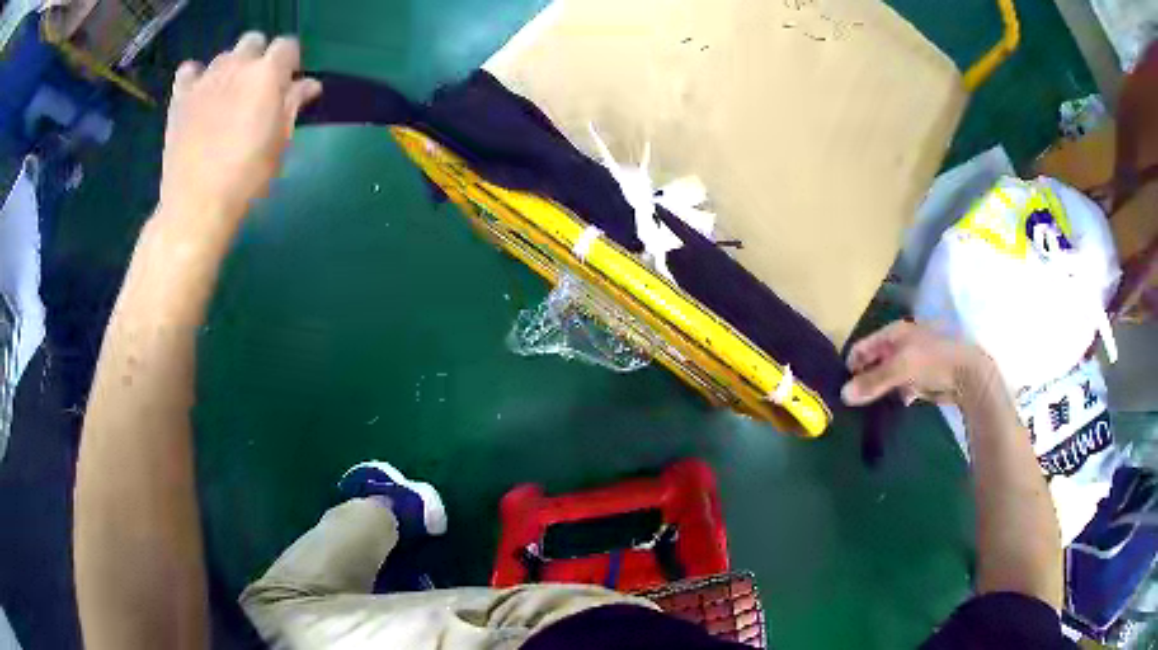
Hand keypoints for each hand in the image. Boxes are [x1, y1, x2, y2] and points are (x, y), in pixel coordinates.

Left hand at [158, 33, 321, 229]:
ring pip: (223, 57)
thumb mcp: (280, 143)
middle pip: (253, 41)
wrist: (197, 205)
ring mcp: (205, 79)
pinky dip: (195, 77)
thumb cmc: (247, 178)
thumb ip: (293, 105)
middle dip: (258, 57)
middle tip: (256, 89)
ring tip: (226, 98)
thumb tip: (309, 84)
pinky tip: (198, 95)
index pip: (287, 45)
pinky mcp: (180, 97)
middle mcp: (236, 66)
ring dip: (229, 69)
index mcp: (267, 74)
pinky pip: (189, 70)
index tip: (287, 84)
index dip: (289, 62)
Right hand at [841, 321, 997, 407]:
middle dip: (862, 380)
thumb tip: (843, 395)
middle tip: (850, 402)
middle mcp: (899, 346)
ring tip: (865, 410)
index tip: (840, 387)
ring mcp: (909, 364)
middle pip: (873, 363)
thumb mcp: (901, 368)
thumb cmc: (933, 361)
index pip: (863, 346)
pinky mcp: (918, 381)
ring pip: (885, 378)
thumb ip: (873, 381)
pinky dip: (892, 398)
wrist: (967, 375)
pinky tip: (889, 409)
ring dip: (877, 392)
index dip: (851, 364)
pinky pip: (898, 390)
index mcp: (894, 333)